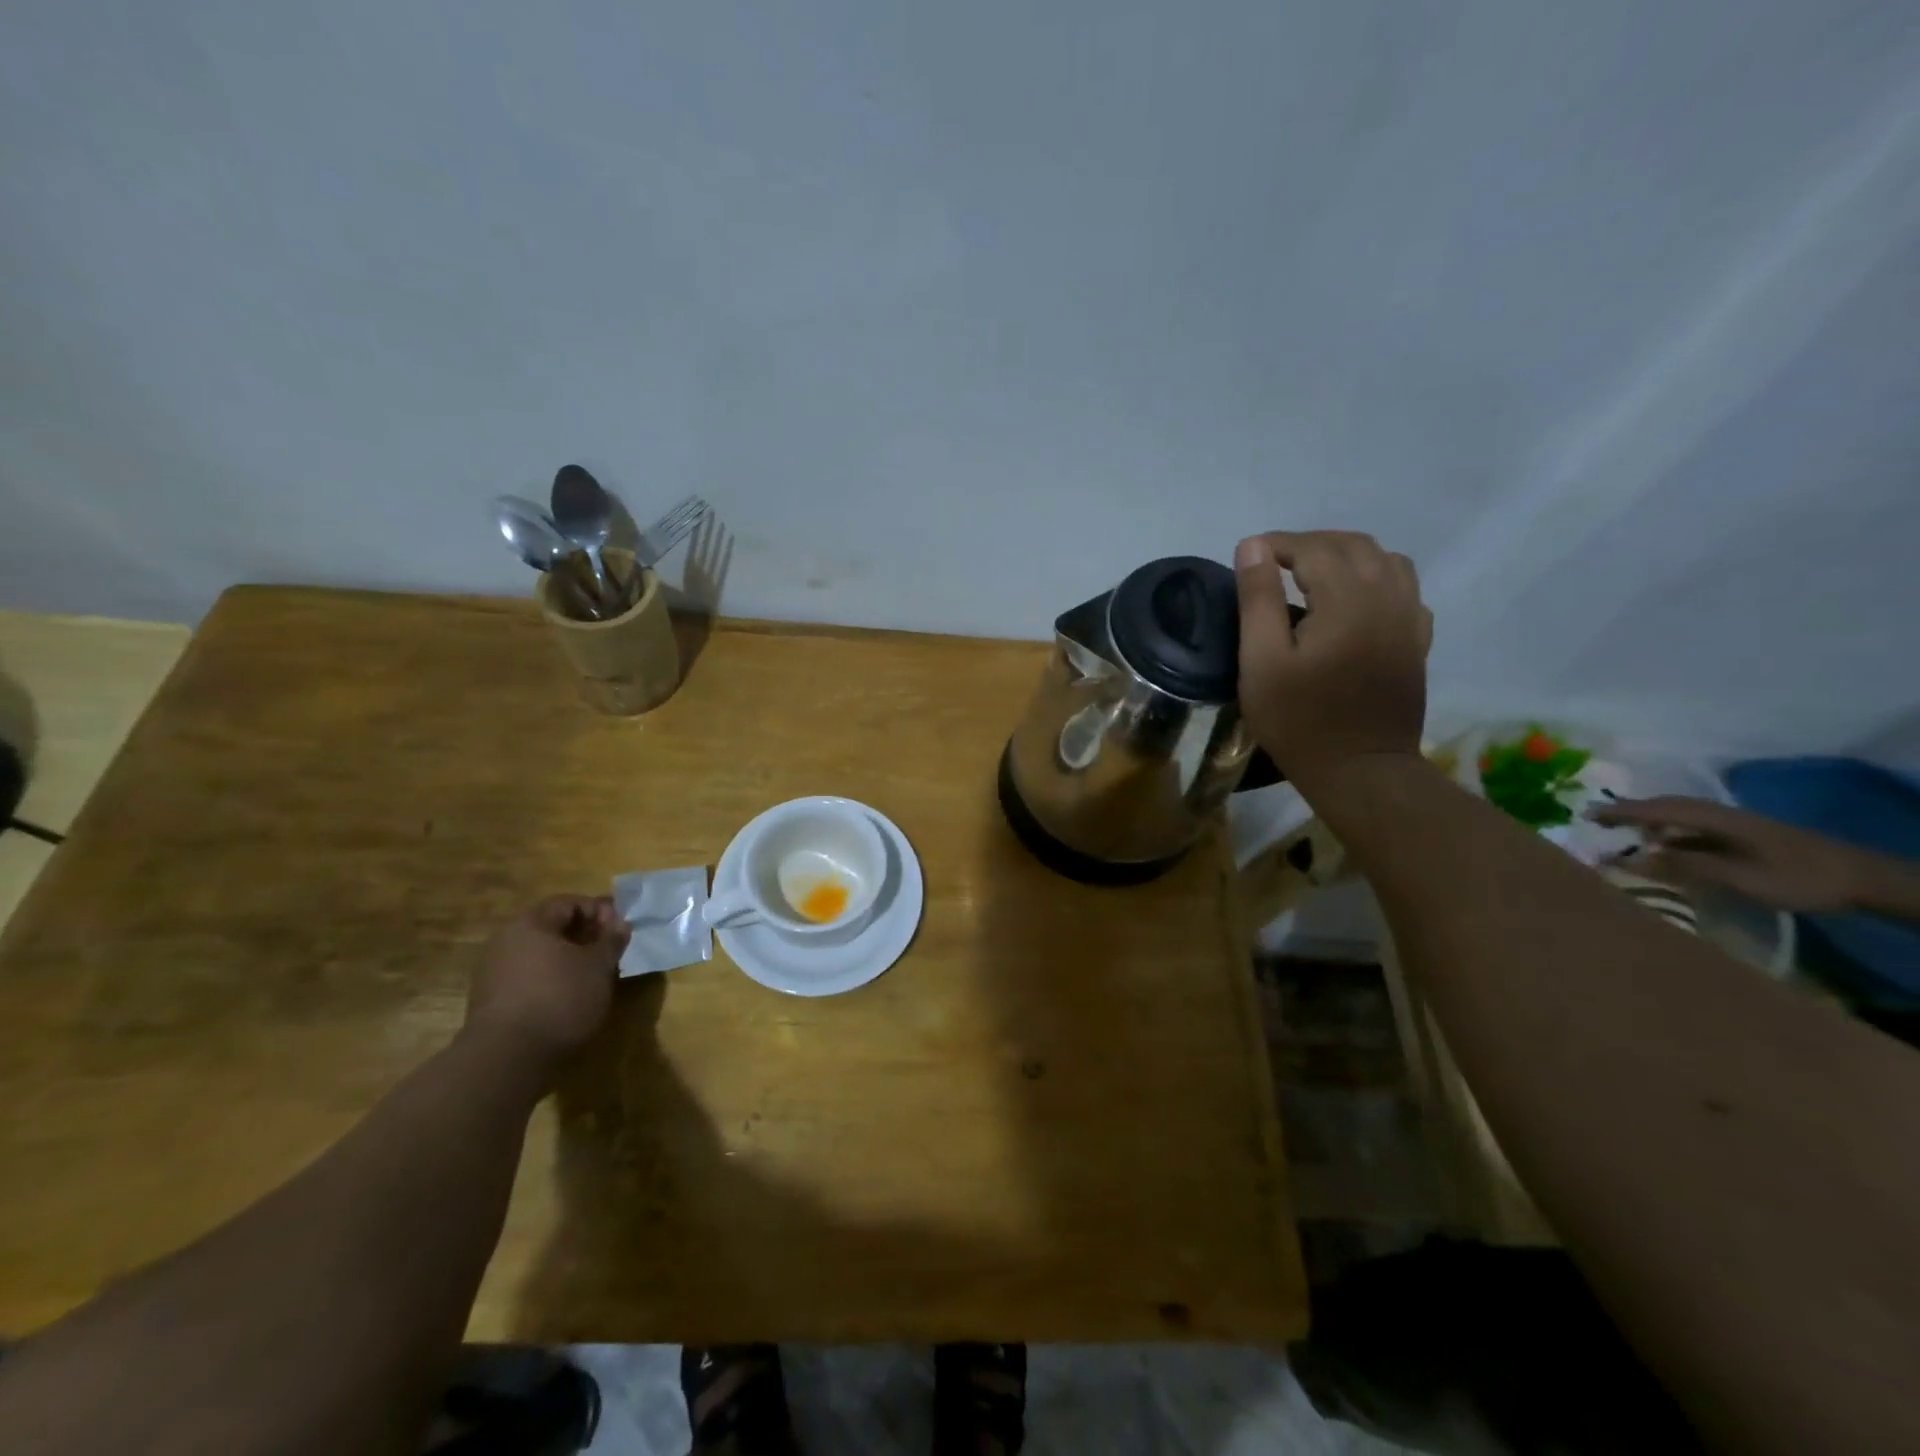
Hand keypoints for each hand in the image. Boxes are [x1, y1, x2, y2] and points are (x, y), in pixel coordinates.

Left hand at [464, 896, 629, 1068]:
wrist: (506, 1059)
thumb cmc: (560, 998)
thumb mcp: (599, 966)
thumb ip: (611, 939)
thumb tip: (619, 923)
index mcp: (530, 923)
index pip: (570, 902)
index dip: (600, 911)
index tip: (620, 930)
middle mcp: (506, 940)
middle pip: (552, 927)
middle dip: (585, 936)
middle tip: (610, 953)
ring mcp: (493, 972)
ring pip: (540, 954)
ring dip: (568, 960)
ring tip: (593, 978)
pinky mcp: (490, 1001)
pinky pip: (528, 978)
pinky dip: (551, 980)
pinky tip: (569, 999)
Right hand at [1234, 530, 1432, 784]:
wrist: (1360, 769)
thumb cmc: (1299, 720)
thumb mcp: (1262, 662)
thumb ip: (1258, 599)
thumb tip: (1253, 547)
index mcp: (1348, 600)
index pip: (1314, 548)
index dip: (1277, 544)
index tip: (1247, 556)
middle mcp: (1387, 597)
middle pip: (1354, 545)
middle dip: (1310, 544)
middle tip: (1273, 563)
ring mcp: (1409, 619)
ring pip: (1386, 560)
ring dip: (1346, 555)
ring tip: (1312, 574)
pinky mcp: (1417, 640)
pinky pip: (1404, 589)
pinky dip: (1376, 579)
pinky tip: (1353, 600)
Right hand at [1590, 797, 1874, 912]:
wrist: (1861, 879)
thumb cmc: (1796, 877)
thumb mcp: (1737, 877)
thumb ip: (1682, 866)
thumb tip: (1629, 858)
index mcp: (1714, 819)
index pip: (1656, 809)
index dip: (1620, 811)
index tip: (1585, 813)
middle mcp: (1718, 814)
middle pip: (1666, 806)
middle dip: (1629, 810)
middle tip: (1595, 819)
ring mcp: (1732, 824)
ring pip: (1678, 814)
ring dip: (1647, 819)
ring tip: (1620, 829)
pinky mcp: (1741, 835)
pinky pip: (1691, 826)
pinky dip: (1667, 830)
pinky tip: (1661, 843)